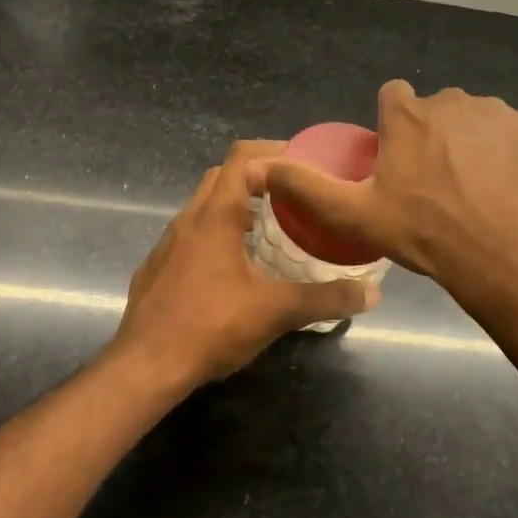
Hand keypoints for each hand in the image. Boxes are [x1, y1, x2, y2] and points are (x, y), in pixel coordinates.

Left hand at [110, 140, 380, 390]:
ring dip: (236, 208)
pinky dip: (217, 235)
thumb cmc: (210, 327)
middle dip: (257, 177)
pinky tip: (235, 268)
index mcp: (215, 216)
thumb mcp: (276, 312)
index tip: (304, 164)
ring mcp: (168, 243)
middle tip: (293, 196)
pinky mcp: (158, 267)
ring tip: (271, 230)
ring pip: (204, 207)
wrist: (145, 367)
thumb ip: (325, 299)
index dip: (273, 151)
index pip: (242, 157)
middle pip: (222, 177)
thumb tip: (372, 293)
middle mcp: (187, 220)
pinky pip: (191, 235)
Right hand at [260, 81, 517, 300]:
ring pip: (471, 120)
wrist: (507, 256)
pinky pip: (506, 134)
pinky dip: (501, 153)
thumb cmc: (425, 233)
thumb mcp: (355, 215)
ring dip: (466, 143)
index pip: (393, 96)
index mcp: (408, 114)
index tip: (396, 161)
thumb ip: (306, 186)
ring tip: (468, 191)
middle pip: (433, 110)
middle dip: (430, 137)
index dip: (392, 127)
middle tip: (431, 186)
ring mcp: (497, 113)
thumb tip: (261, 165)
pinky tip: (500, 189)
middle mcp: (452, 100)